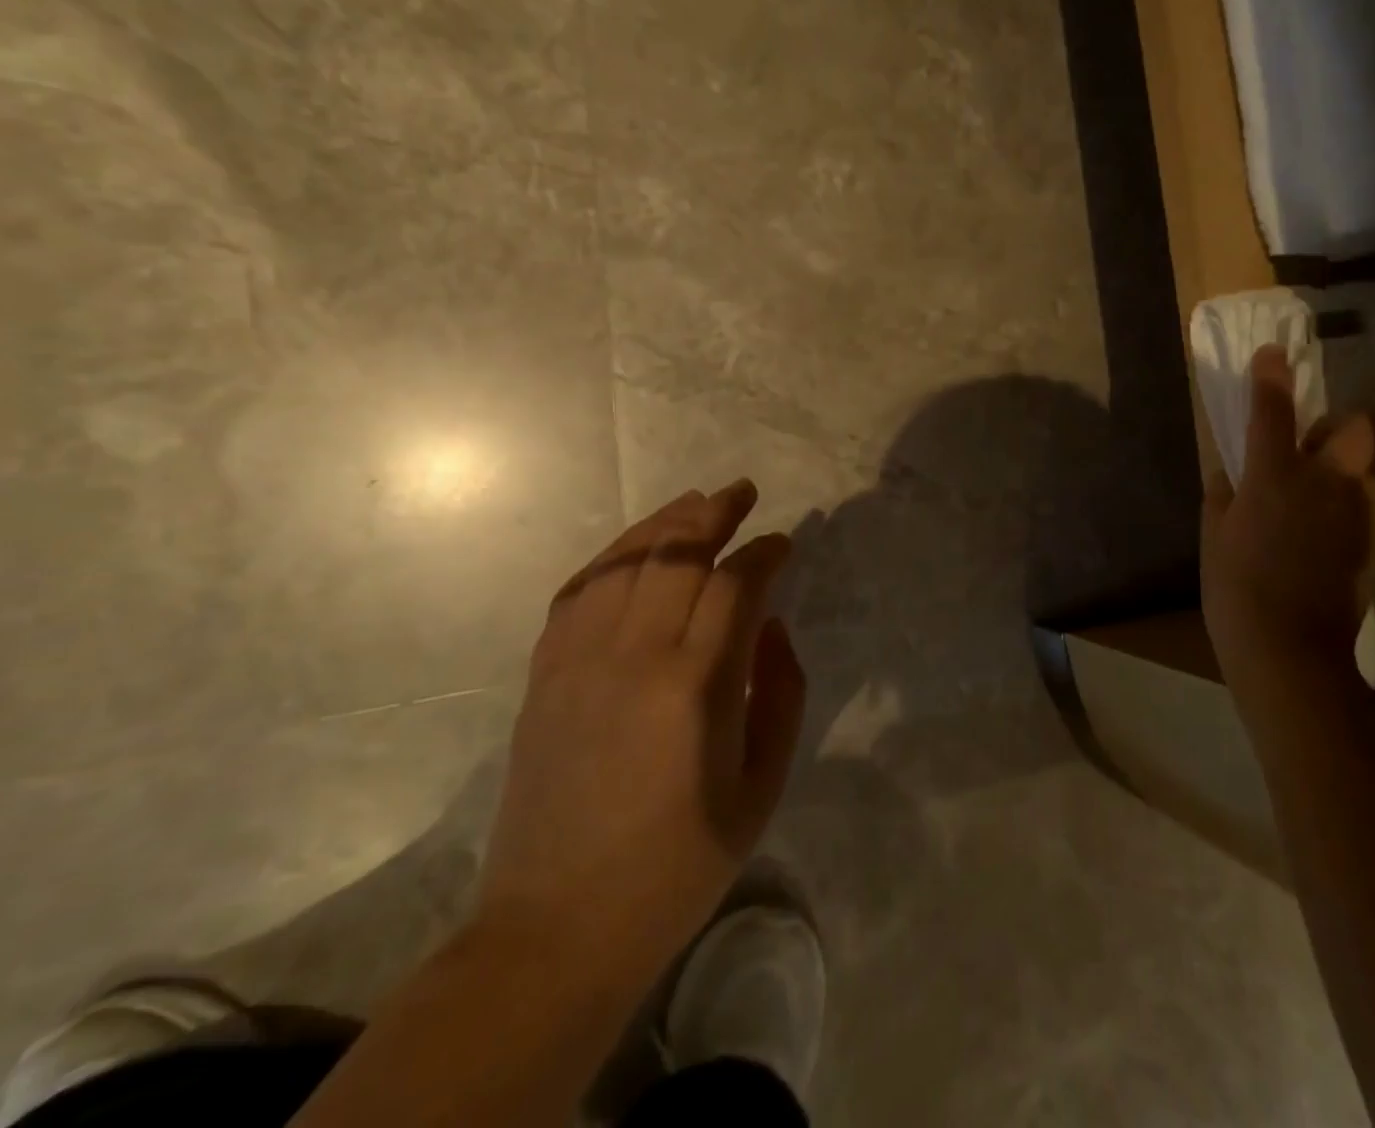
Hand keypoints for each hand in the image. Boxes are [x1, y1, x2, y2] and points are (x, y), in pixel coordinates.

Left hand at [476, 481, 805, 984]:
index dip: (765, 553)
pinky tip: (634, 546)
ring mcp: (578, 661)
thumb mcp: (762, 784)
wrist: (558, 927)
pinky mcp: (544, 675)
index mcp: (695, 686)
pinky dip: (611, 556)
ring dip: (665, 522)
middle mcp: (634, 656)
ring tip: (696, 501)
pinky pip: (578, 591)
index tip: (785, 541)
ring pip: (624, 561)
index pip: (736, 584)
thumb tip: (769, 626)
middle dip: (716, 513)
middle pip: (677, 554)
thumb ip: (782, 692)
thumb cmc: (679, 863)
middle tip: (743, 493)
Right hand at [1202, 346, 1374, 684]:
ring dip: (1370, 460)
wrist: (1290, 649)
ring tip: (1343, 481)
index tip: (1273, 354)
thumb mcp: (1213, 536)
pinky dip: (1373, 501)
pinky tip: (1348, 523)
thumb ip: (1223, 494)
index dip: (1271, 375)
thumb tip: (1232, 472)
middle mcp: (1328, 482)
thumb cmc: (1235, 588)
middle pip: (1365, 426)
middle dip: (1349, 423)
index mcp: (1275, 475)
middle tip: (1322, 444)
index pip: (1273, 410)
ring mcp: (1365, 512)